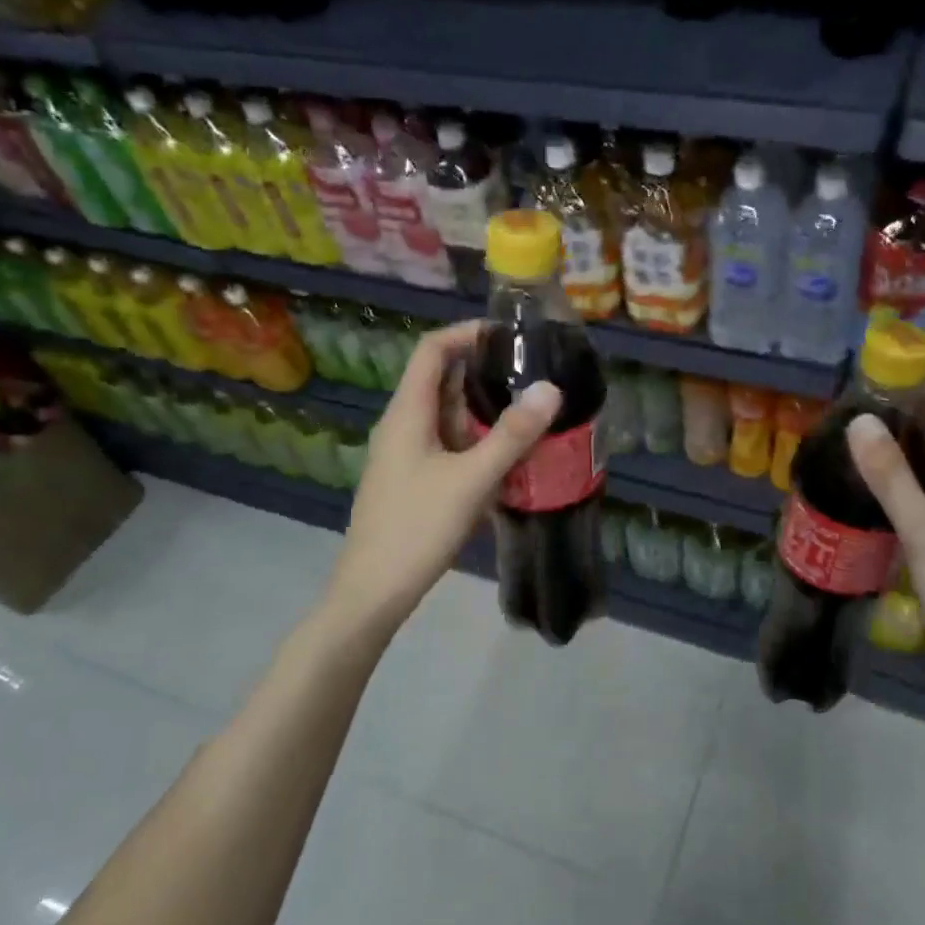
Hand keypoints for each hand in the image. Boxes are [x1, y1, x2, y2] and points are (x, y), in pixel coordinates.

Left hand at [326, 322, 559, 629]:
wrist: (374, 591)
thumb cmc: (418, 528)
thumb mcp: (472, 479)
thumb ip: (512, 434)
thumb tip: (550, 388)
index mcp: (407, 413)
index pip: (432, 349)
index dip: (467, 333)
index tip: (510, 337)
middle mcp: (402, 425)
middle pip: (440, 379)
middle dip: (484, 371)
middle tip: (532, 373)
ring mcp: (405, 454)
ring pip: (446, 415)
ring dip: (483, 408)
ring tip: (529, 408)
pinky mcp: (413, 479)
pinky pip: (447, 444)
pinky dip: (476, 439)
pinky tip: (507, 454)